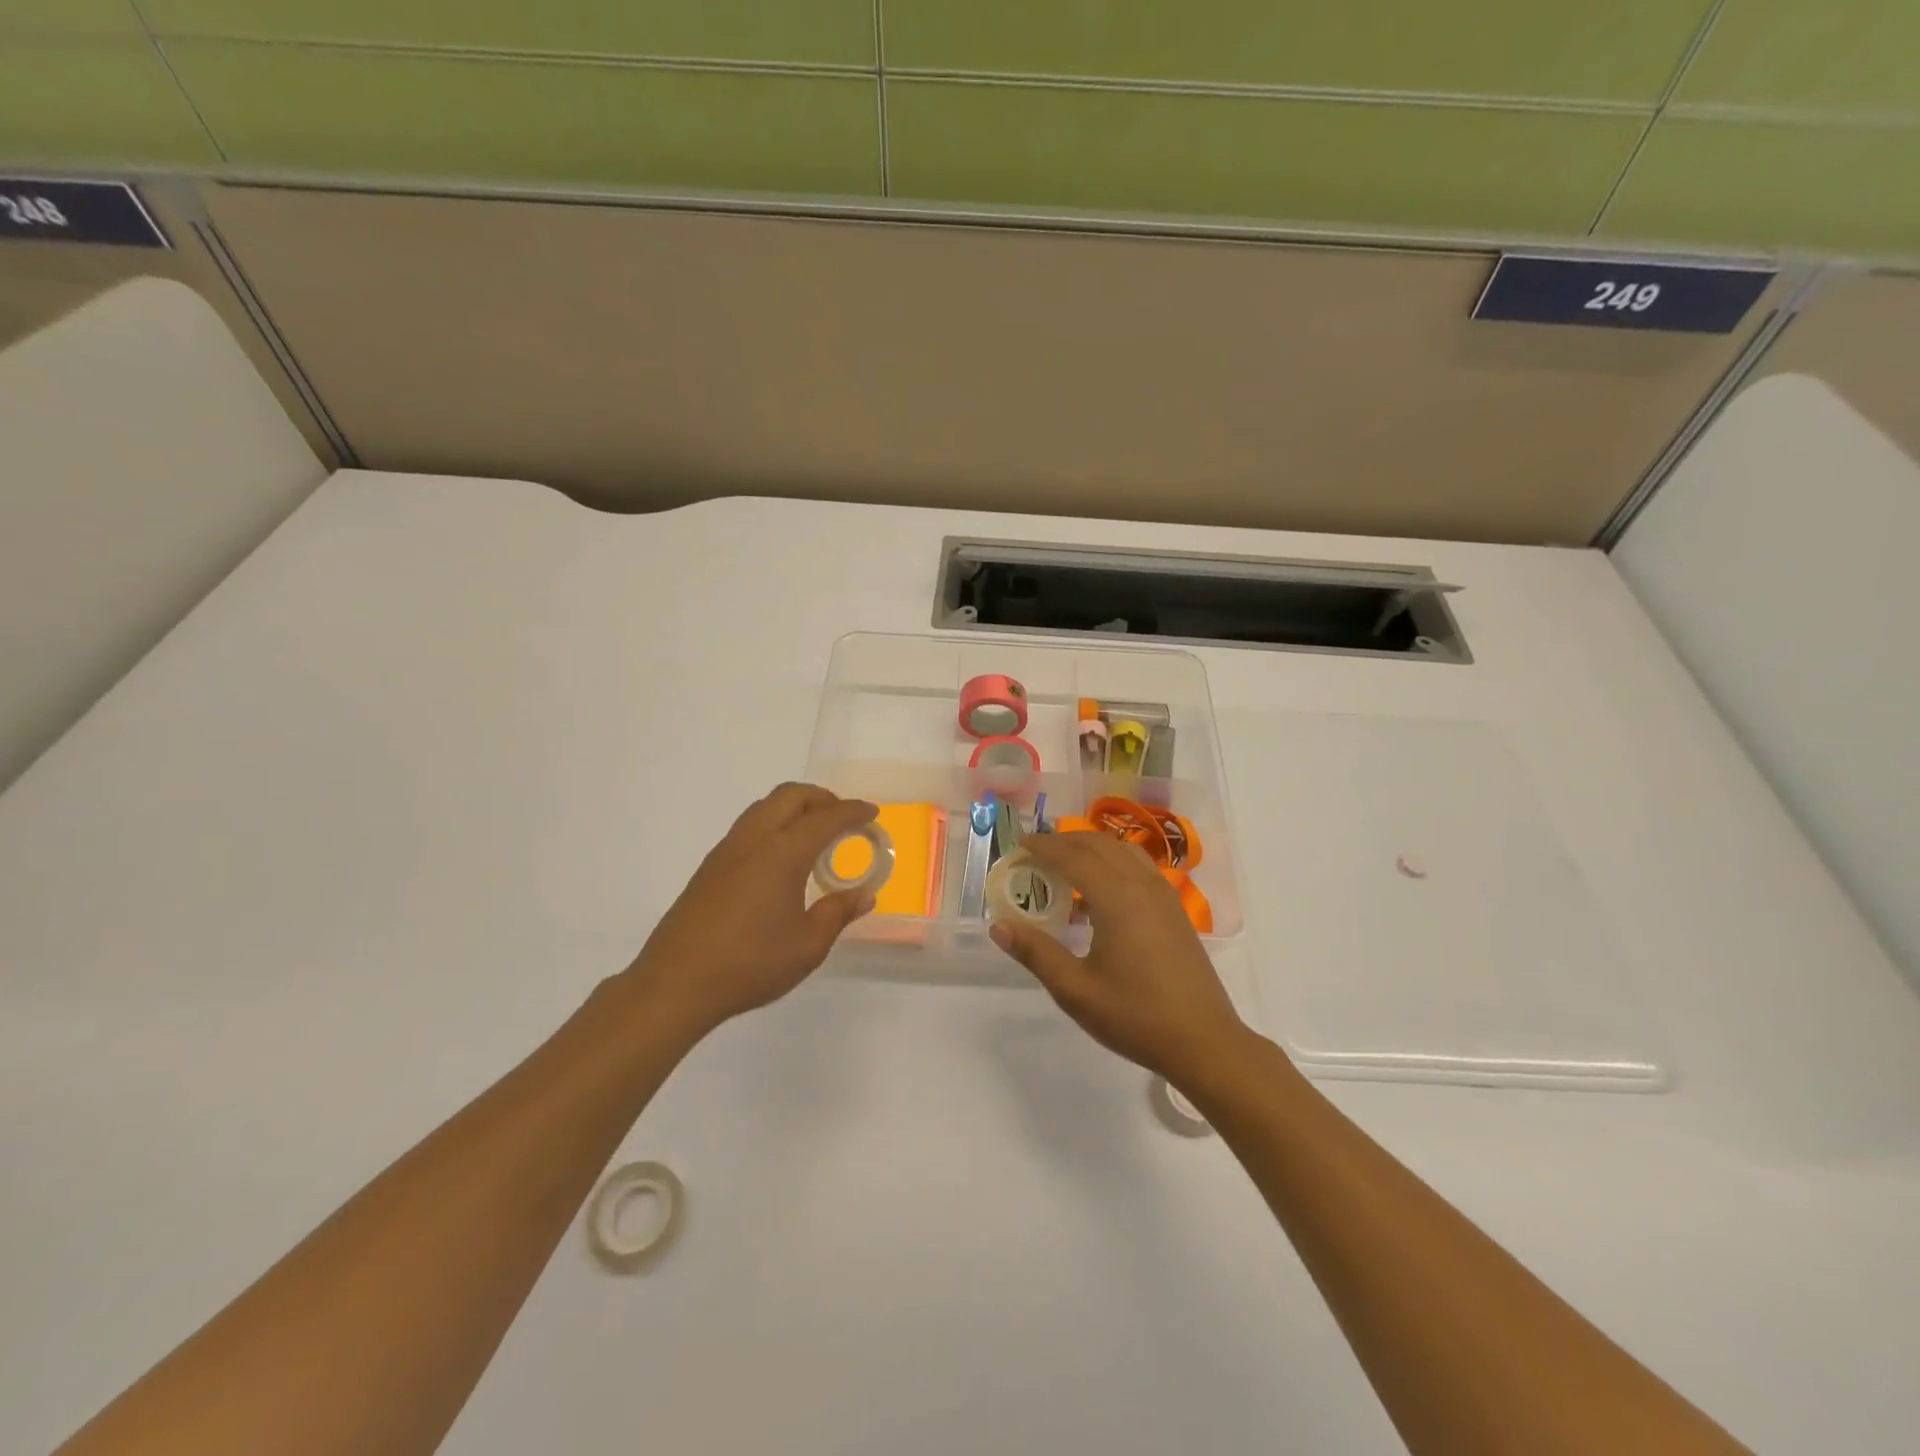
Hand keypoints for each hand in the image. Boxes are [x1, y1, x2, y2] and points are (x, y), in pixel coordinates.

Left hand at [629, 784, 877, 1032]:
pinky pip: (749, 826)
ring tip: (815, 834)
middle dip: (823, 798)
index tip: (872, 814)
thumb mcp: (807, 946)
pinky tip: (781, 857)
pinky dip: (774, 823)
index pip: (825, 818)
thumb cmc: (750, 964)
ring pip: (765, 806)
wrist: (675, 984)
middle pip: (790, 796)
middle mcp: (753, 840)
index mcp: (782, 854)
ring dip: (795, 807)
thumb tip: (864, 895)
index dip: (852, 812)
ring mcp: (727, 851)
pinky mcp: (710, 867)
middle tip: (844, 819)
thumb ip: (838, 913)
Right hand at [990, 831, 1247, 1087]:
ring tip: (1065, 860)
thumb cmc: (1136, 1016)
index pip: (1073, 856)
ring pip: (1123, 850)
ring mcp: (1164, 895)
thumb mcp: (1076, 990)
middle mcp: (1142, 885)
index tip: (1019, 844)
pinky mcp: (1175, 910)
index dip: (1044, 846)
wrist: (1204, 1041)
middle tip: (1035, 850)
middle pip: (1099, 844)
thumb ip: (1036, 953)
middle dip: (1065, 840)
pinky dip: (1113, 861)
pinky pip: (1139, 866)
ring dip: (1091, 846)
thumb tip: (999, 926)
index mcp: (1117, 898)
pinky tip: (1100, 889)